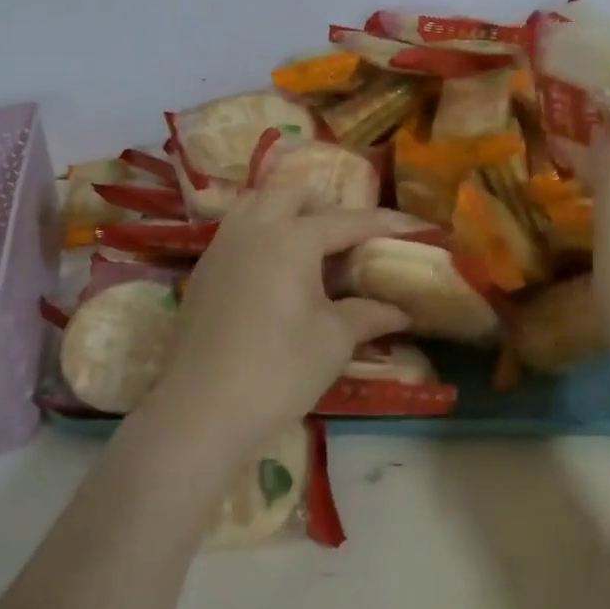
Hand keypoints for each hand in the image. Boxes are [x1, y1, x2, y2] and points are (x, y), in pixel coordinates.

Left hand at [143, 185, 413, 456]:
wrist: (200, 412)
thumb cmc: (278, 371)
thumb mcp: (334, 341)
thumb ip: (369, 315)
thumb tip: (401, 310)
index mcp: (291, 238)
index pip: (346, 221)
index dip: (381, 223)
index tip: (409, 226)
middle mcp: (253, 229)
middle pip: (293, 196)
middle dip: (326, 209)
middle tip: (349, 240)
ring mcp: (221, 247)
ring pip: (257, 205)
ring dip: (287, 214)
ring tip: (310, 249)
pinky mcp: (203, 272)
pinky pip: (237, 231)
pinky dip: (262, 234)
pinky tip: (275, 272)